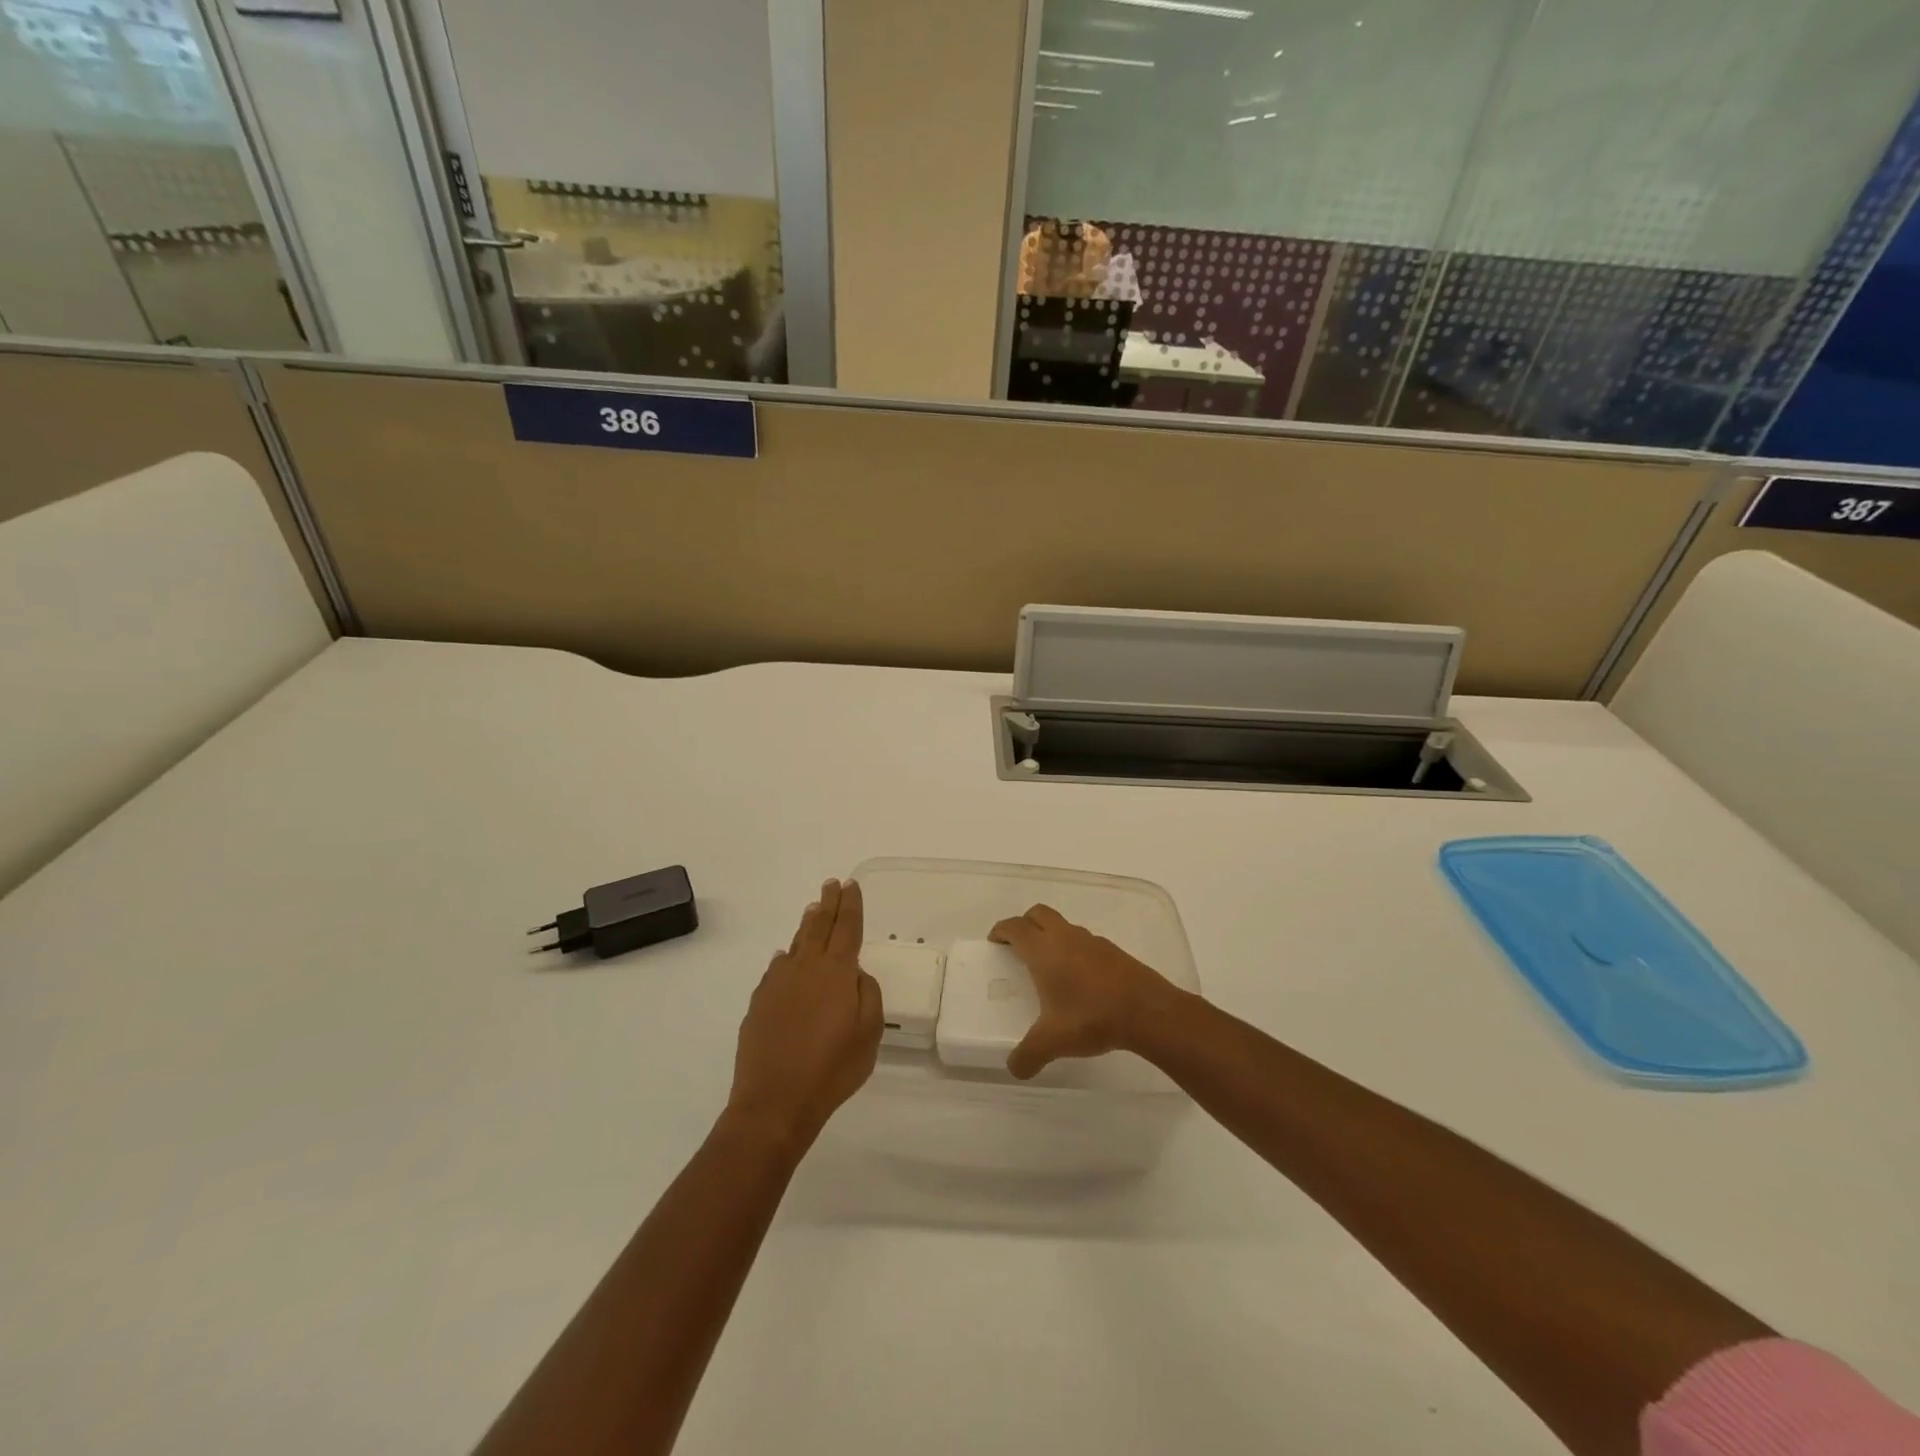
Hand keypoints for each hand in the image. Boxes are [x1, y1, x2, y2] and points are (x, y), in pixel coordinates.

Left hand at [728, 879, 882, 1150]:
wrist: (775, 1102)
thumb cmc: (832, 1069)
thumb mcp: (869, 1033)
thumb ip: (868, 995)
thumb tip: (855, 974)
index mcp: (837, 972)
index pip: (847, 928)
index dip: (851, 905)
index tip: (851, 884)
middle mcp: (805, 968)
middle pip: (819, 926)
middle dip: (828, 903)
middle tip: (832, 884)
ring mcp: (778, 984)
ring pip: (796, 943)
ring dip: (807, 924)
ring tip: (813, 910)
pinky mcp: (758, 1003)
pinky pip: (776, 969)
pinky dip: (786, 957)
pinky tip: (785, 958)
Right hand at [989, 904, 1180, 1079]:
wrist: (1147, 1011)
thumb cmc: (1091, 1017)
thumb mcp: (1052, 1042)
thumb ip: (1028, 1056)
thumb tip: (1014, 1069)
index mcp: (1043, 950)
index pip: (1015, 927)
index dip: (1001, 930)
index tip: (994, 940)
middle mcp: (1065, 937)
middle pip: (1038, 914)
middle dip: (1025, 924)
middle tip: (1018, 946)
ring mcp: (1091, 940)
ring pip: (1063, 926)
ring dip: (1051, 936)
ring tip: (1048, 965)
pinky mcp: (1112, 950)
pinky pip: (1084, 941)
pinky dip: (1073, 950)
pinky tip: (1078, 979)